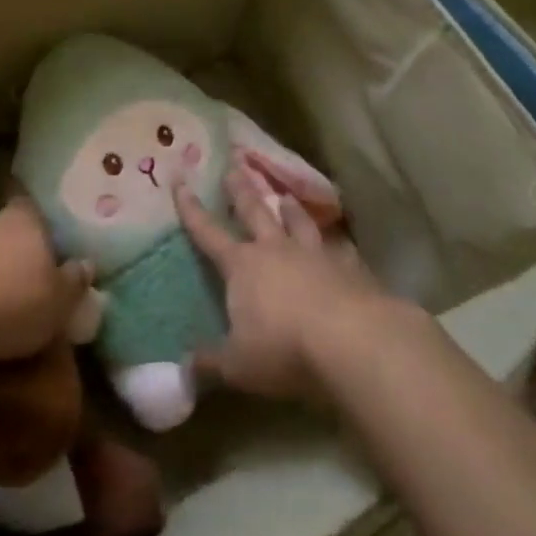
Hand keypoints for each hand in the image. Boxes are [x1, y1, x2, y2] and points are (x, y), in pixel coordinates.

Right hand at [177, 168, 404, 401]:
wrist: (354, 342)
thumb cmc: (284, 349)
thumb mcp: (237, 365)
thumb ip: (209, 363)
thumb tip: (183, 368)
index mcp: (242, 266)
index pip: (208, 233)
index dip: (191, 210)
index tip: (181, 182)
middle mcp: (277, 250)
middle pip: (255, 212)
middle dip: (241, 190)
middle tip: (235, 166)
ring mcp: (317, 255)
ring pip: (299, 222)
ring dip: (290, 209)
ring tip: (285, 196)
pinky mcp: (351, 269)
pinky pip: (340, 249)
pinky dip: (336, 245)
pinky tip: (340, 245)